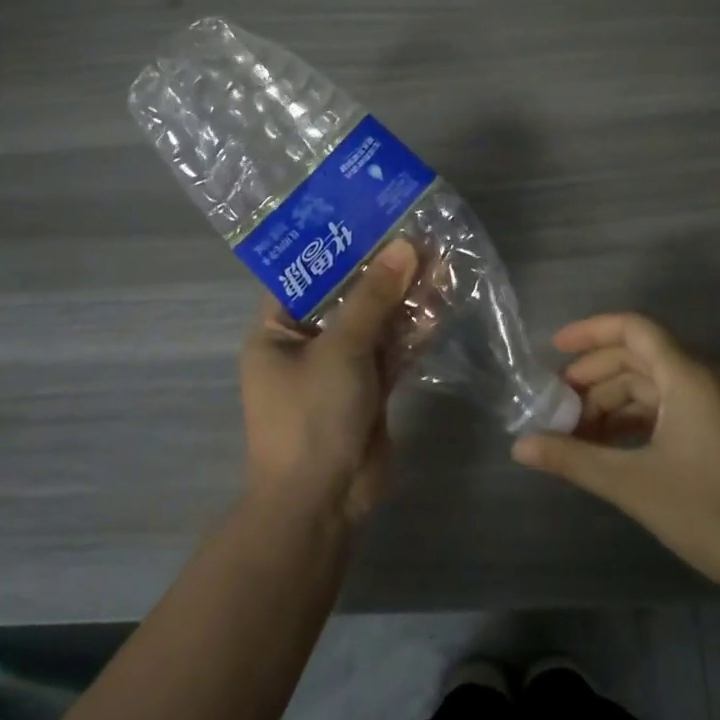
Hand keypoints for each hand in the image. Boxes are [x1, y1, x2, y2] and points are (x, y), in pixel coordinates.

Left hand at [237, 238, 418, 525]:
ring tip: (440, 259)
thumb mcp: (341, 349)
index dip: (340, 244)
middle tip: (419, 233)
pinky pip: (392, 347)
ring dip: (405, 295)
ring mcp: (341, 365)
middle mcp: (307, 340)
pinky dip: (414, 328)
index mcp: (278, 328)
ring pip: (375, 320)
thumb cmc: (311, 417)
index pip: (306, 272)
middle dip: (383, 269)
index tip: (374, 215)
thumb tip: (405, 246)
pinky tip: (441, 301)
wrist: (323, 504)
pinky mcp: (370, 386)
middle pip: (348, 294)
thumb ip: (374, 297)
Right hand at [511, 312, 719, 598]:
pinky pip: (668, 408)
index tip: (553, 349)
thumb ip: (573, 459)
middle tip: (556, 407)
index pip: (633, 329)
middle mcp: (703, 378)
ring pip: (651, 386)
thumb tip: (519, 447)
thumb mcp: (633, 484)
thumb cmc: (711, 512)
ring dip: (612, 404)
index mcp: (687, 375)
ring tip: (576, 436)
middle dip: (593, 377)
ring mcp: (715, 405)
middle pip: (637, 358)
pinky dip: (635, 421)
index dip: (590, 332)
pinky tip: (609, 449)